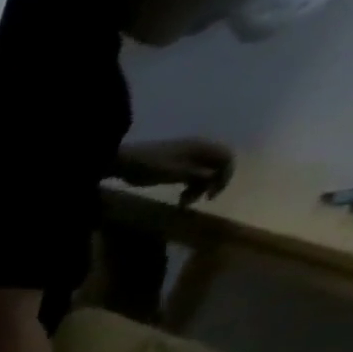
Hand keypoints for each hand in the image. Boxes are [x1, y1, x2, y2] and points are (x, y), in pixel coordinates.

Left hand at [119, 138, 233, 204]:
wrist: (126, 162)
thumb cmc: (151, 165)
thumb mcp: (174, 171)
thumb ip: (195, 173)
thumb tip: (215, 176)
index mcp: (203, 148)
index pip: (226, 159)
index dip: (224, 176)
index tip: (212, 194)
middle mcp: (200, 151)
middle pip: (216, 167)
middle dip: (210, 184)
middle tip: (200, 200)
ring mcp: (188, 159)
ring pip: (203, 174)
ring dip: (197, 189)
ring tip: (183, 203)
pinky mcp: (177, 168)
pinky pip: (190, 177)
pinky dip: (189, 188)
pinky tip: (180, 199)